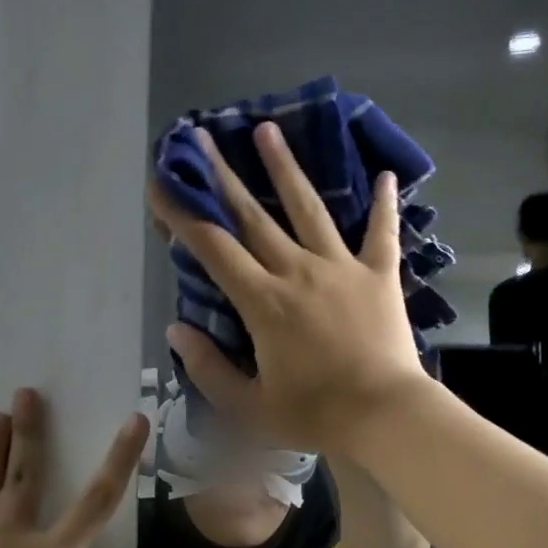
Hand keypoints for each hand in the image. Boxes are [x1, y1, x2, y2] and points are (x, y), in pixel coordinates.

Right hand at [148, 122, 427, 454]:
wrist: (385, 416)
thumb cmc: (315, 415)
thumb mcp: (249, 406)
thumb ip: (208, 367)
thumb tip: (175, 329)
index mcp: (263, 302)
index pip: (213, 248)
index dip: (183, 214)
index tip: (161, 184)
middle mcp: (298, 271)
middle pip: (254, 216)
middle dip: (223, 176)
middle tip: (203, 138)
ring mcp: (341, 268)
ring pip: (309, 209)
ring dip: (286, 169)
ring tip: (268, 131)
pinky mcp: (379, 275)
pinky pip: (382, 233)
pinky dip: (384, 205)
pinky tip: (386, 175)